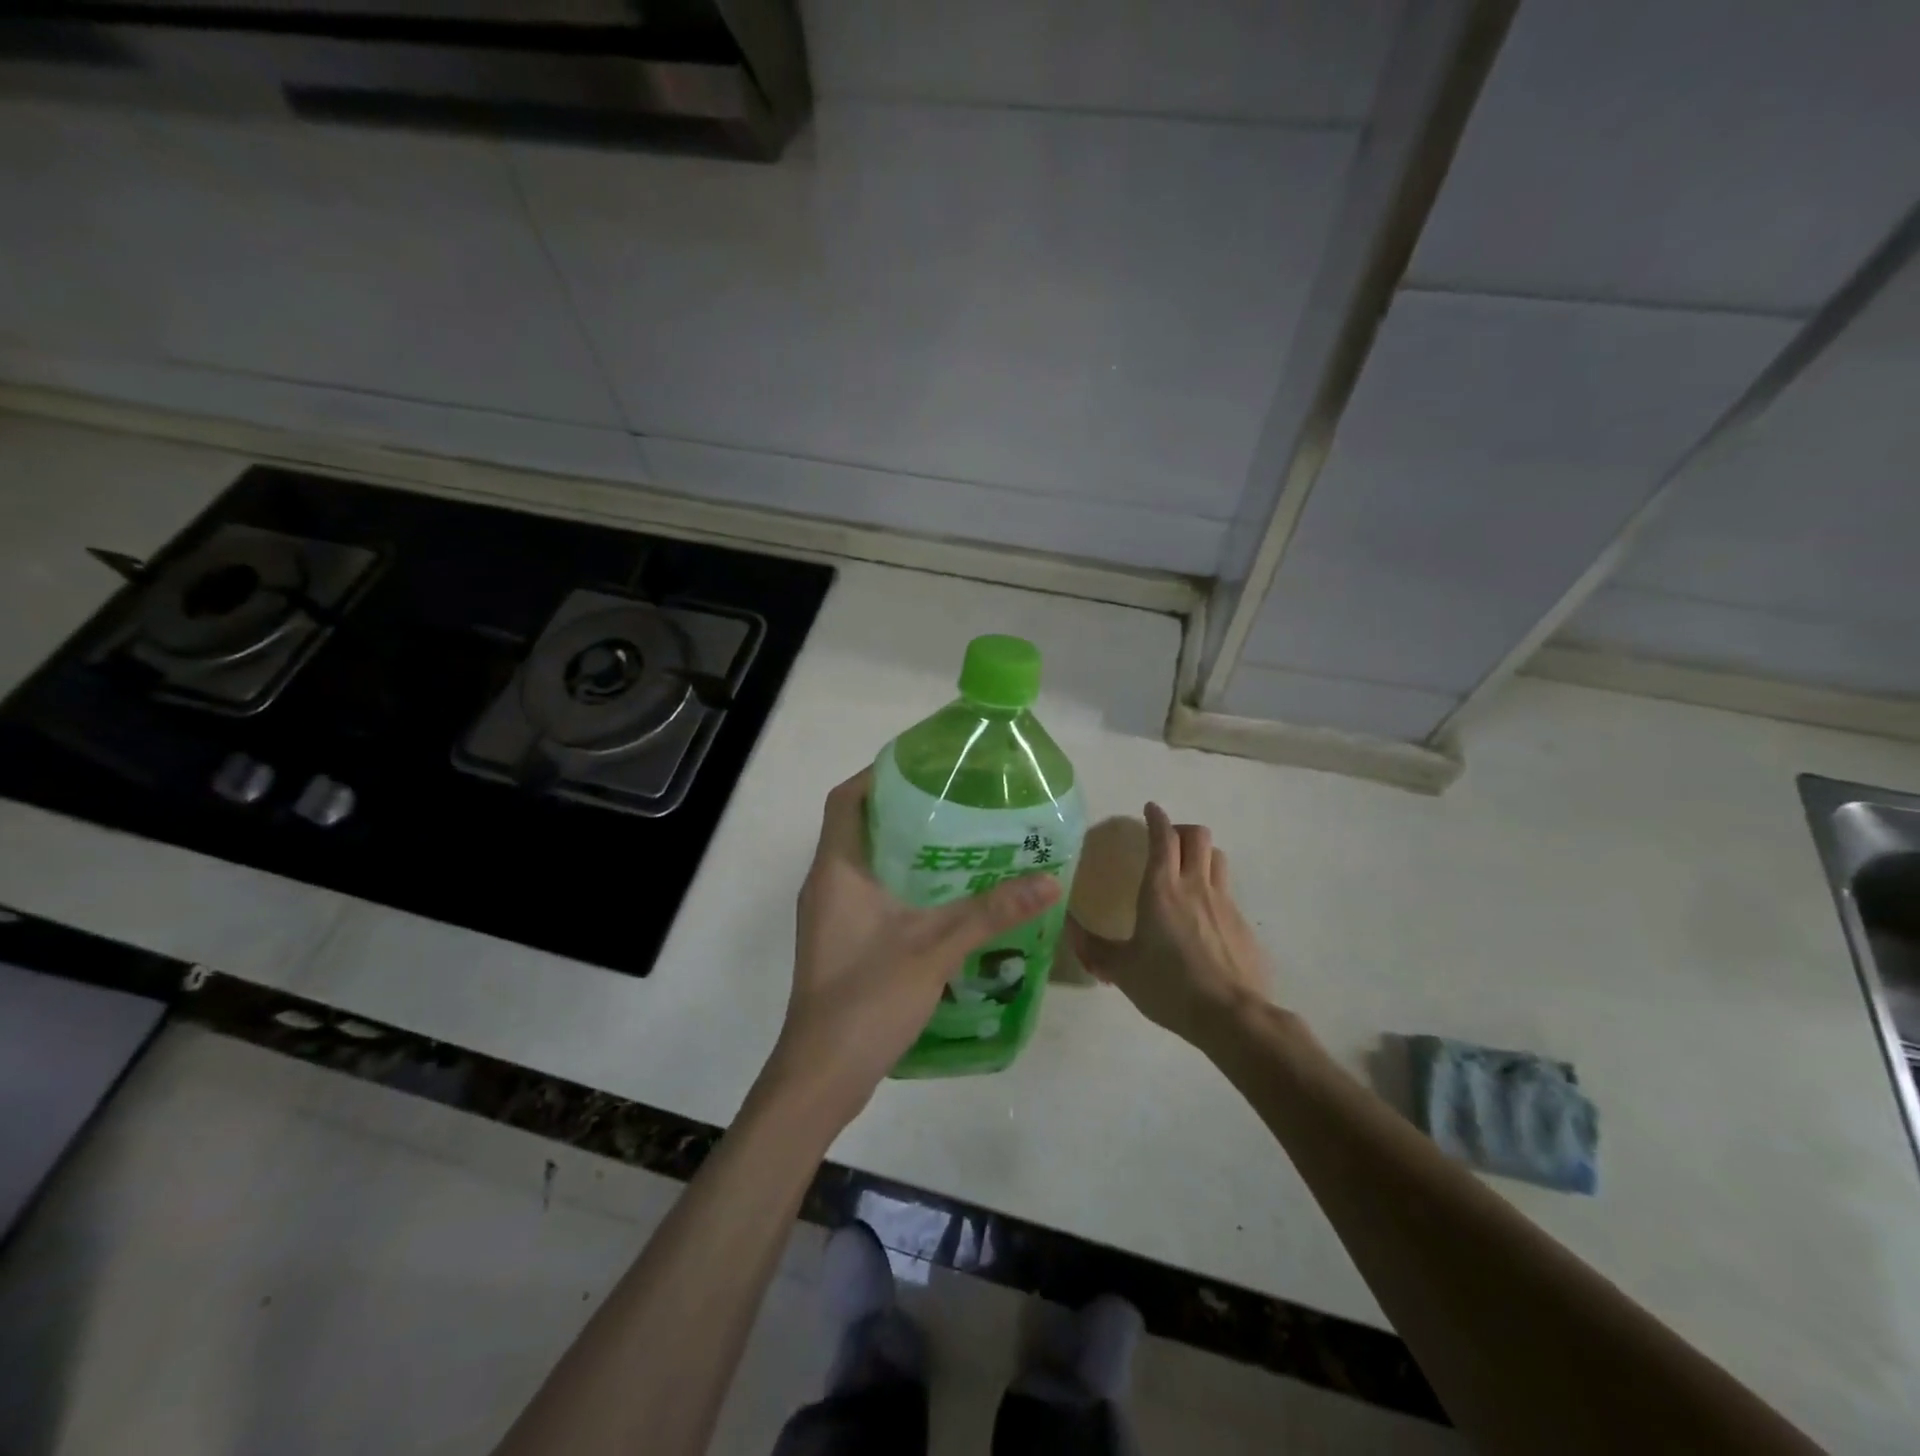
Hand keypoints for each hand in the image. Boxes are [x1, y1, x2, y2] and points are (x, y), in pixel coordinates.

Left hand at [764, 768, 1062, 1122]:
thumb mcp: (936, 948)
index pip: (846, 799)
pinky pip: (868, 891)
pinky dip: (900, 881)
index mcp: (836, 869)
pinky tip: (942, 896)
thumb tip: (1050, 880)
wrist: (822, 1075)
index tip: (925, 766)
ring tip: (958, 839)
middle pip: (859, 825)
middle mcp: (826, 883)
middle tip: (956, 800)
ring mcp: (830, 915)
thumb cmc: (868, 998)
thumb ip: (991, 912)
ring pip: (865, 861)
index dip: (878, 774)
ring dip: (903, 847)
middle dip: (902, 808)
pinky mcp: (839, 940)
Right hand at [1067, 802, 1270, 1047]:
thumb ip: (1092, 947)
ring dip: (1201, 854)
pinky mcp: (1243, 925)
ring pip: (1217, 858)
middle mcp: (1195, 886)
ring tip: (1187, 870)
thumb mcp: (1121, 969)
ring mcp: (1224, 903)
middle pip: (1197, 836)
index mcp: (1161, 889)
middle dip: (1181, 829)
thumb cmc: (1169, 986)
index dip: (1156, 818)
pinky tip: (1203, 918)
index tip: (1150, 809)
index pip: (1162, 837)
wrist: (1231, 1016)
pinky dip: (1214, 890)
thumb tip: (1067, 927)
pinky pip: (1228, 893)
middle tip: (1166, 840)